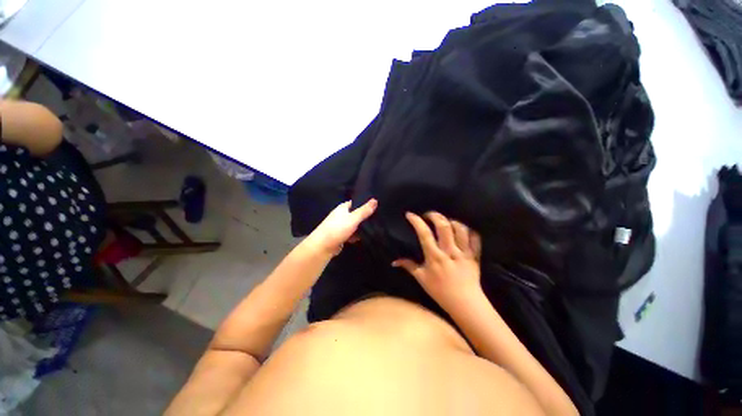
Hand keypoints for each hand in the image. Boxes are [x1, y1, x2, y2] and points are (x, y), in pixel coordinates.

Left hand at [305, 199, 377, 255]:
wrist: (323, 246)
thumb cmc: (337, 229)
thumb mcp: (353, 218)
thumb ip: (364, 210)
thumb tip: (375, 200)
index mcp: (343, 208)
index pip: (356, 202)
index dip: (365, 203)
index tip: (377, 206)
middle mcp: (341, 215)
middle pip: (356, 214)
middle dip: (365, 217)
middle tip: (378, 218)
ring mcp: (341, 226)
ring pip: (355, 225)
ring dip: (361, 227)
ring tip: (375, 228)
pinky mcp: (341, 236)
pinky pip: (352, 234)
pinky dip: (357, 235)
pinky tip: (364, 238)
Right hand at [393, 212, 481, 312]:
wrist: (465, 304)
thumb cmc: (440, 291)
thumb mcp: (421, 279)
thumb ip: (408, 266)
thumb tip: (394, 261)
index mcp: (434, 256)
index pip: (424, 234)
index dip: (416, 221)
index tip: (410, 214)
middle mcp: (449, 251)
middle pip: (443, 226)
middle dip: (434, 215)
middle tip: (428, 215)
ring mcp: (463, 252)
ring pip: (460, 229)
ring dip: (451, 221)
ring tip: (445, 222)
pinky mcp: (474, 256)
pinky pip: (475, 238)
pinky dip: (469, 231)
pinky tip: (463, 230)